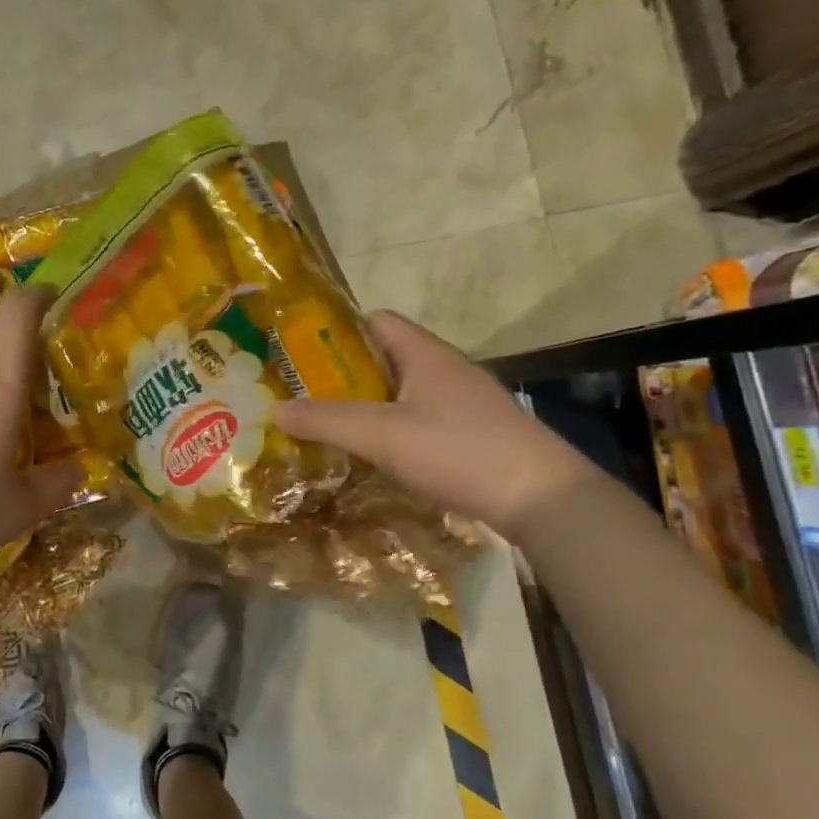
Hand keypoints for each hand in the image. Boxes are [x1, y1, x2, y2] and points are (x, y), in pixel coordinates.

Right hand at [277, 310, 592, 537]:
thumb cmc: (458, 451)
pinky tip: (379, 454)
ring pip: (405, 390)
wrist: (542, 498)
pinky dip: (395, 427)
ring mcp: (465, 402)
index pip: (377, 320)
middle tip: (307, 395)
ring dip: (370, 403)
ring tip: (333, 426)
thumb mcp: (381, 434)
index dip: (339, 330)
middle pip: (387, 356)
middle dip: (346, 373)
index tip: (303, 354)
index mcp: (425, 354)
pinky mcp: (475, 433)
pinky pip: (423, 417)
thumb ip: (327, 420)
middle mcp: (446, 369)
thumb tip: (276, 409)